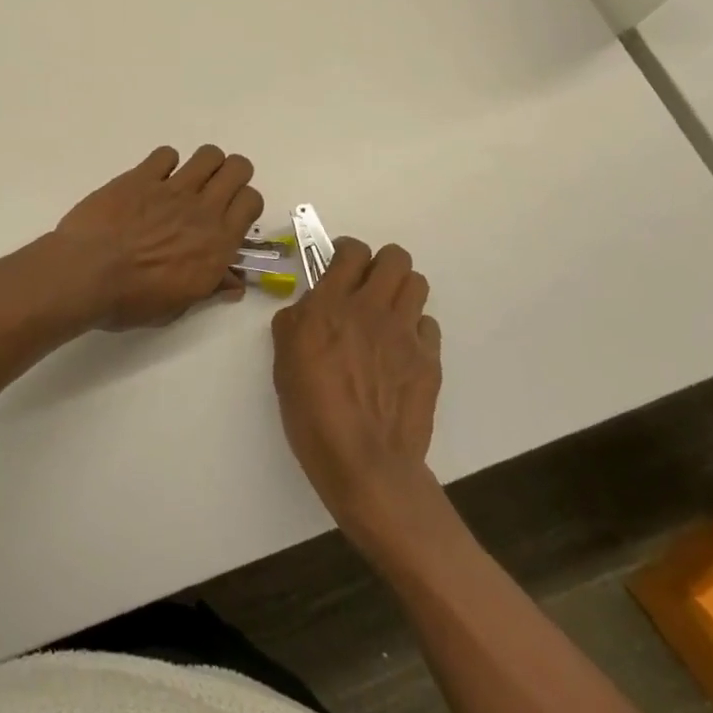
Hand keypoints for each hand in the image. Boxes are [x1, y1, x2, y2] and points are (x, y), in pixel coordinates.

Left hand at [52, 145, 262, 329]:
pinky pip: (166, 153)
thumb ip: (210, 288)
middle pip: (238, 168)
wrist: (86, 274)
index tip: (229, 216)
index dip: (244, 204)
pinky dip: (163, 164)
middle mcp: (202, 209)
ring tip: (185, 183)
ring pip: (208, 154)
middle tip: (212, 192)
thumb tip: (233, 283)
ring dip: (203, 165)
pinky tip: (151, 181)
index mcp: (218, 243)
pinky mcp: (141, 176)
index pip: (252, 201)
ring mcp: (172, 188)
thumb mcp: (177, 306)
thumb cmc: (131, 300)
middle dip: (230, 175)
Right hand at [272, 237, 442, 549]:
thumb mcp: (284, 360)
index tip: (340, 263)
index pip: (352, 251)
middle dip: (381, 264)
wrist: (364, 462)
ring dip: (401, 290)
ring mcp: (405, 333)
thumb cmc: (312, 412)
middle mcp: (372, 309)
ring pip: (417, 283)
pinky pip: (428, 324)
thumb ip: (296, 322)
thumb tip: (309, 308)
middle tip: (367, 285)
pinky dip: (415, 328)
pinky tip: (401, 349)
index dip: (347, 251)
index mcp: (331, 305)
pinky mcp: (428, 359)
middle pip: (395, 258)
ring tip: (387, 313)